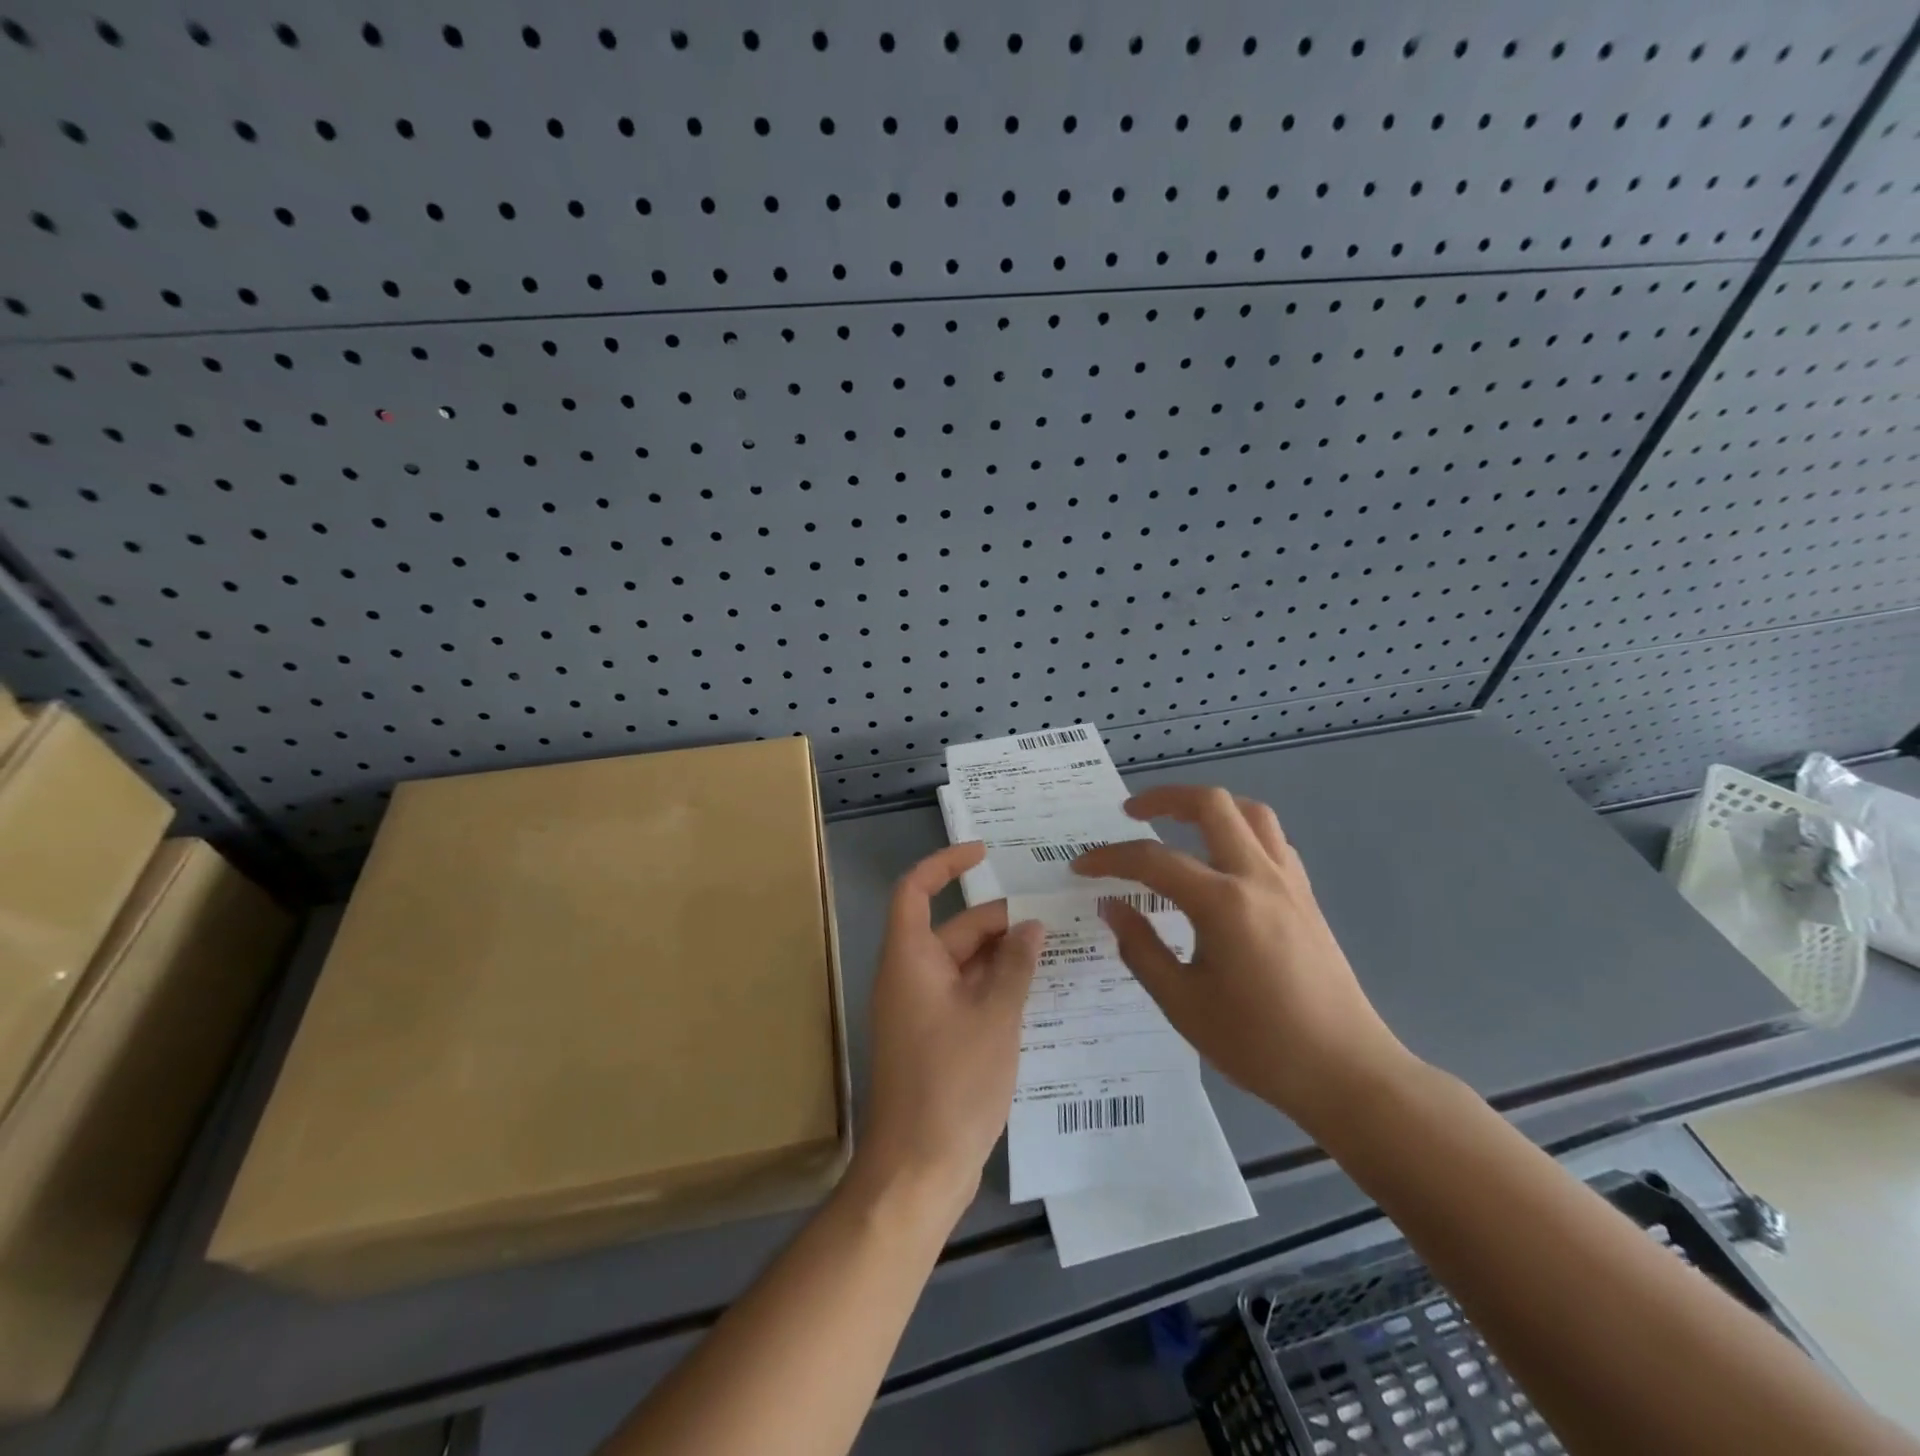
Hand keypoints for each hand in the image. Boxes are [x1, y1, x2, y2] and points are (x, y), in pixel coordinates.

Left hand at [859, 843, 1043, 1220]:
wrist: (917, 1170)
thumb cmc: (952, 1083)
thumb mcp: (994, 1017)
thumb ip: (1014, 966)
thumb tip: (1030, 926)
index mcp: (910, 959)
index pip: (916, 890)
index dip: (945, 864)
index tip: (984, 853)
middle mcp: (910, 977)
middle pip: (952, 929)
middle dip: (998, 920)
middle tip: (1052, 916)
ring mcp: (921, 1011)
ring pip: (963, 965)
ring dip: (1002, 956)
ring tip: (1056, 949)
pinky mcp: (934, 1040)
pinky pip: (966, 995)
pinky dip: (996, 988)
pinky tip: (1037, 993)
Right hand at [1072, 786, 1409, 1129]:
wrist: (1347, 1073)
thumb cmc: (1258, 1043)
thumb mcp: (1182, 1003)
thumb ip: (1140, 948)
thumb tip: (1113, 907)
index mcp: (1223, 903)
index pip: (1153, 860)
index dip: (1110, 858)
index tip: (1080, 866)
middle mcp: (1258, 877)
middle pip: (1212, 805)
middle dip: (1164, 798)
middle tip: (1131, 813)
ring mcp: (1289, 883)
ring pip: (1250, 813)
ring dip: (1209, 808)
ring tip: (1179, 824)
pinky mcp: (1306, 898)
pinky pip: (1272, 841)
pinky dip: (1240, 832)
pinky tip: (1224, 861)